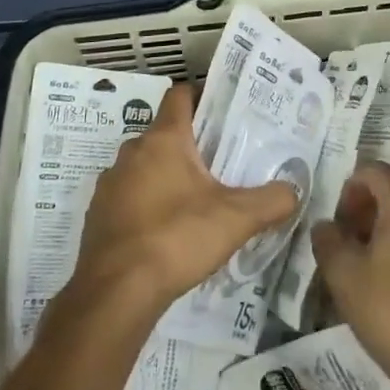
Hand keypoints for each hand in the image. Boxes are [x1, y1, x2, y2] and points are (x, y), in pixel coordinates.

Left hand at [67, 82, 299, 321]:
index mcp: (163, 139)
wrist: (115, 294)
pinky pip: (128, 198)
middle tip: (221, 160)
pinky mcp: (96, 217)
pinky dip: (146, 205)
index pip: (180, 95)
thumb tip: (293, 192)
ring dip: (166, 176)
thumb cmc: (176, 238)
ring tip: (196, 199)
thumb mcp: (235, 219)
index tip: (224, 110)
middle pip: (164, 133)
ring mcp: (110, 185)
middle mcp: (131, 152)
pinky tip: (166, 232)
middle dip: (190, 144)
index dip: (201, 95)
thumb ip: (270, 201)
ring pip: (144, 167)